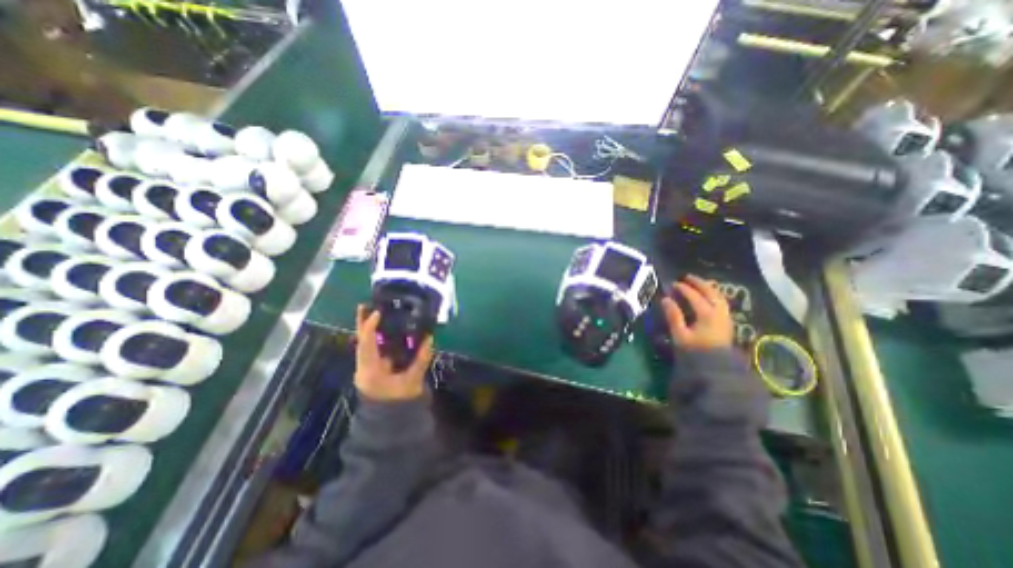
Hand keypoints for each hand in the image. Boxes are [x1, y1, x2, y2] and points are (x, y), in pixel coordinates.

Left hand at [353, 305, 432, 400]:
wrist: (391, 421)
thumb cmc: (401, 402)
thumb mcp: (412, 380)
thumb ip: (421, 359)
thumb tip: (430, 337)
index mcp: (370, 371)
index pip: (366, 345)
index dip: (370, 327)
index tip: (378, 312)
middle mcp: (364, 367)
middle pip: (361, 341)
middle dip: (363, 323)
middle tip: (365, 305)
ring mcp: (366, 368)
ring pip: (365, 344)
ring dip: (369, 328)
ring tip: (375, 312)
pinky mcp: (372, 368)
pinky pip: (372, 349)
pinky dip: (377, 337)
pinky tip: (384, 328)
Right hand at [662, 272, 732, 350]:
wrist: (715, 369)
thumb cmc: (695, 352)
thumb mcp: (680, 335)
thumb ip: (673, 316)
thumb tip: (665, 299)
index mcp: (707, 314)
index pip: (694, 296)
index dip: (683, 288)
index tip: (673, 284)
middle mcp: (719, 312)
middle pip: (711, 292)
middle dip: (699, 283)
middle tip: (687, 277)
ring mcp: (725, 317)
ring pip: (719, 297)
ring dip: (708, 288)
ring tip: (699, 284)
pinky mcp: (727, 323)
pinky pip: (721, 303)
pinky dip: (714, 296)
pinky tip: (708, 297)